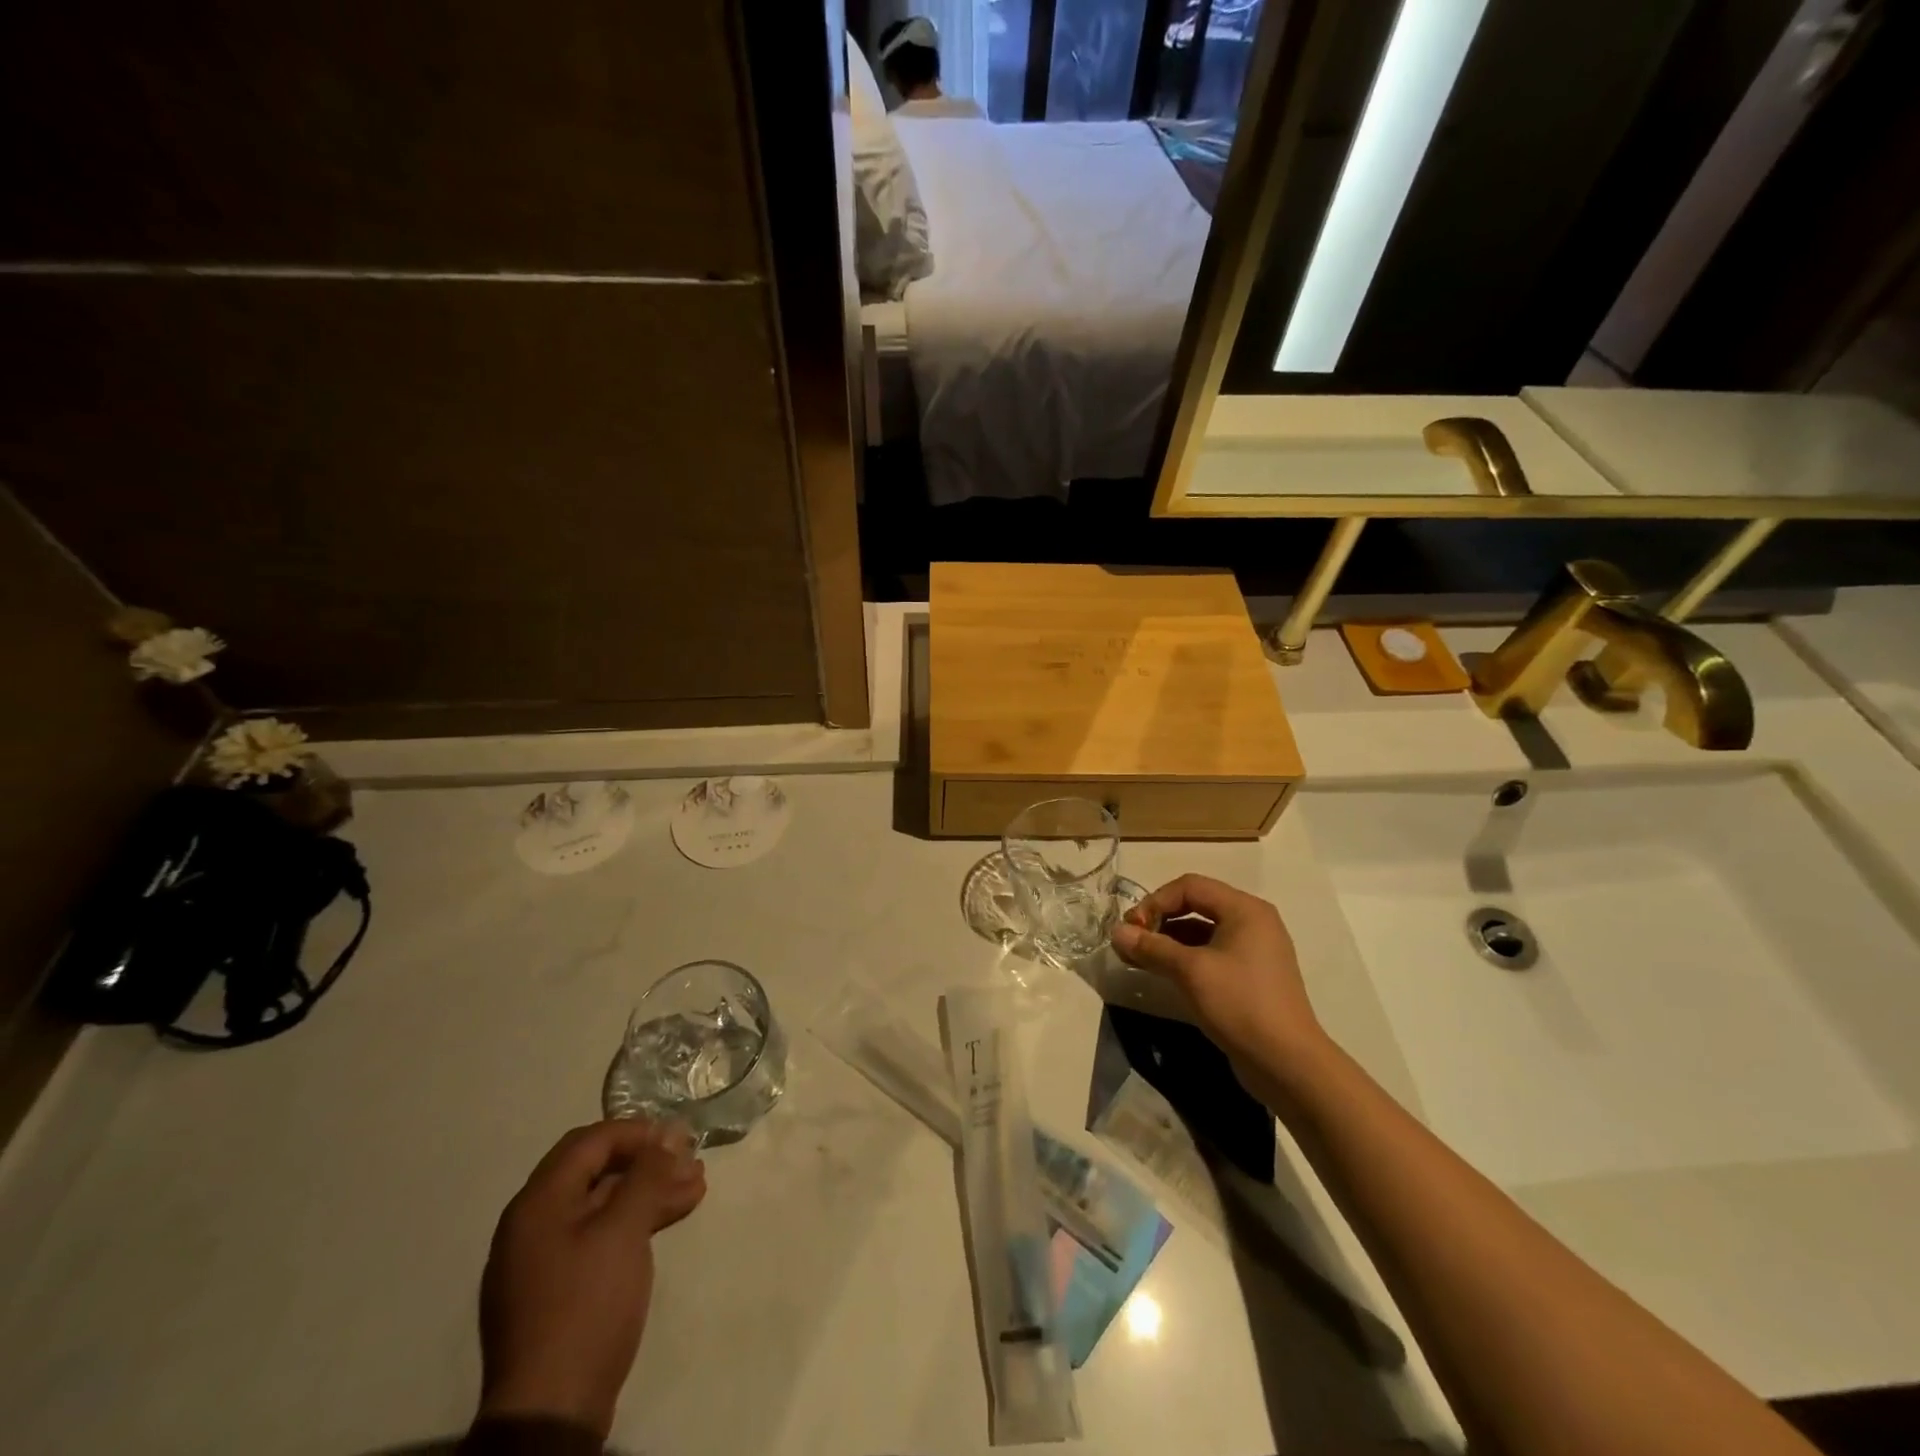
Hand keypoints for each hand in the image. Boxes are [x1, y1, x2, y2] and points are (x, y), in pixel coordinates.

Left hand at [477, 1120, 706, 1437]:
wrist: (551, 1413)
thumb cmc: (586, 1305)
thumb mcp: (624, 1231)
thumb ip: (648, 1175)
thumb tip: (670, 1134)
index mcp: (538, 1203)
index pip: (590, 1142)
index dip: (637, 1131)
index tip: (678, 1137)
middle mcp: (533, 1223)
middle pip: (596, 1171)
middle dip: (648, 1162)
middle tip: (692, 1160)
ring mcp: (543, 1259)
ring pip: (603, 1204)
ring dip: (649, 1191)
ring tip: (696, 1186)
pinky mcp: (559, 1289)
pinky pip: (599, 1235)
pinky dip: (635, 1221)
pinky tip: (670, 1217)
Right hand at [1110, 874, 1324, 1069]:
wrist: (1288, 1064)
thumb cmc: (1240, 1005)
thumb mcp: (1190, 972)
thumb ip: (1151, 947)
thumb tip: (1115, 932)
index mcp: (1245, 909)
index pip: (1190, 886)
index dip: (1155, 901)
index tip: (1132, 928)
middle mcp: (1252, 922)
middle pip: (1196, 905)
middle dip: (1160, 919)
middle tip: (1132, 941)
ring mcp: (1254, 950)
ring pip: (1201, 931)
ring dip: (1168, 940)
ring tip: (1139, 959)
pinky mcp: (1250, 976)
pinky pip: (1211, 953)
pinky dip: (1184, 958)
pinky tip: (1163, 973)